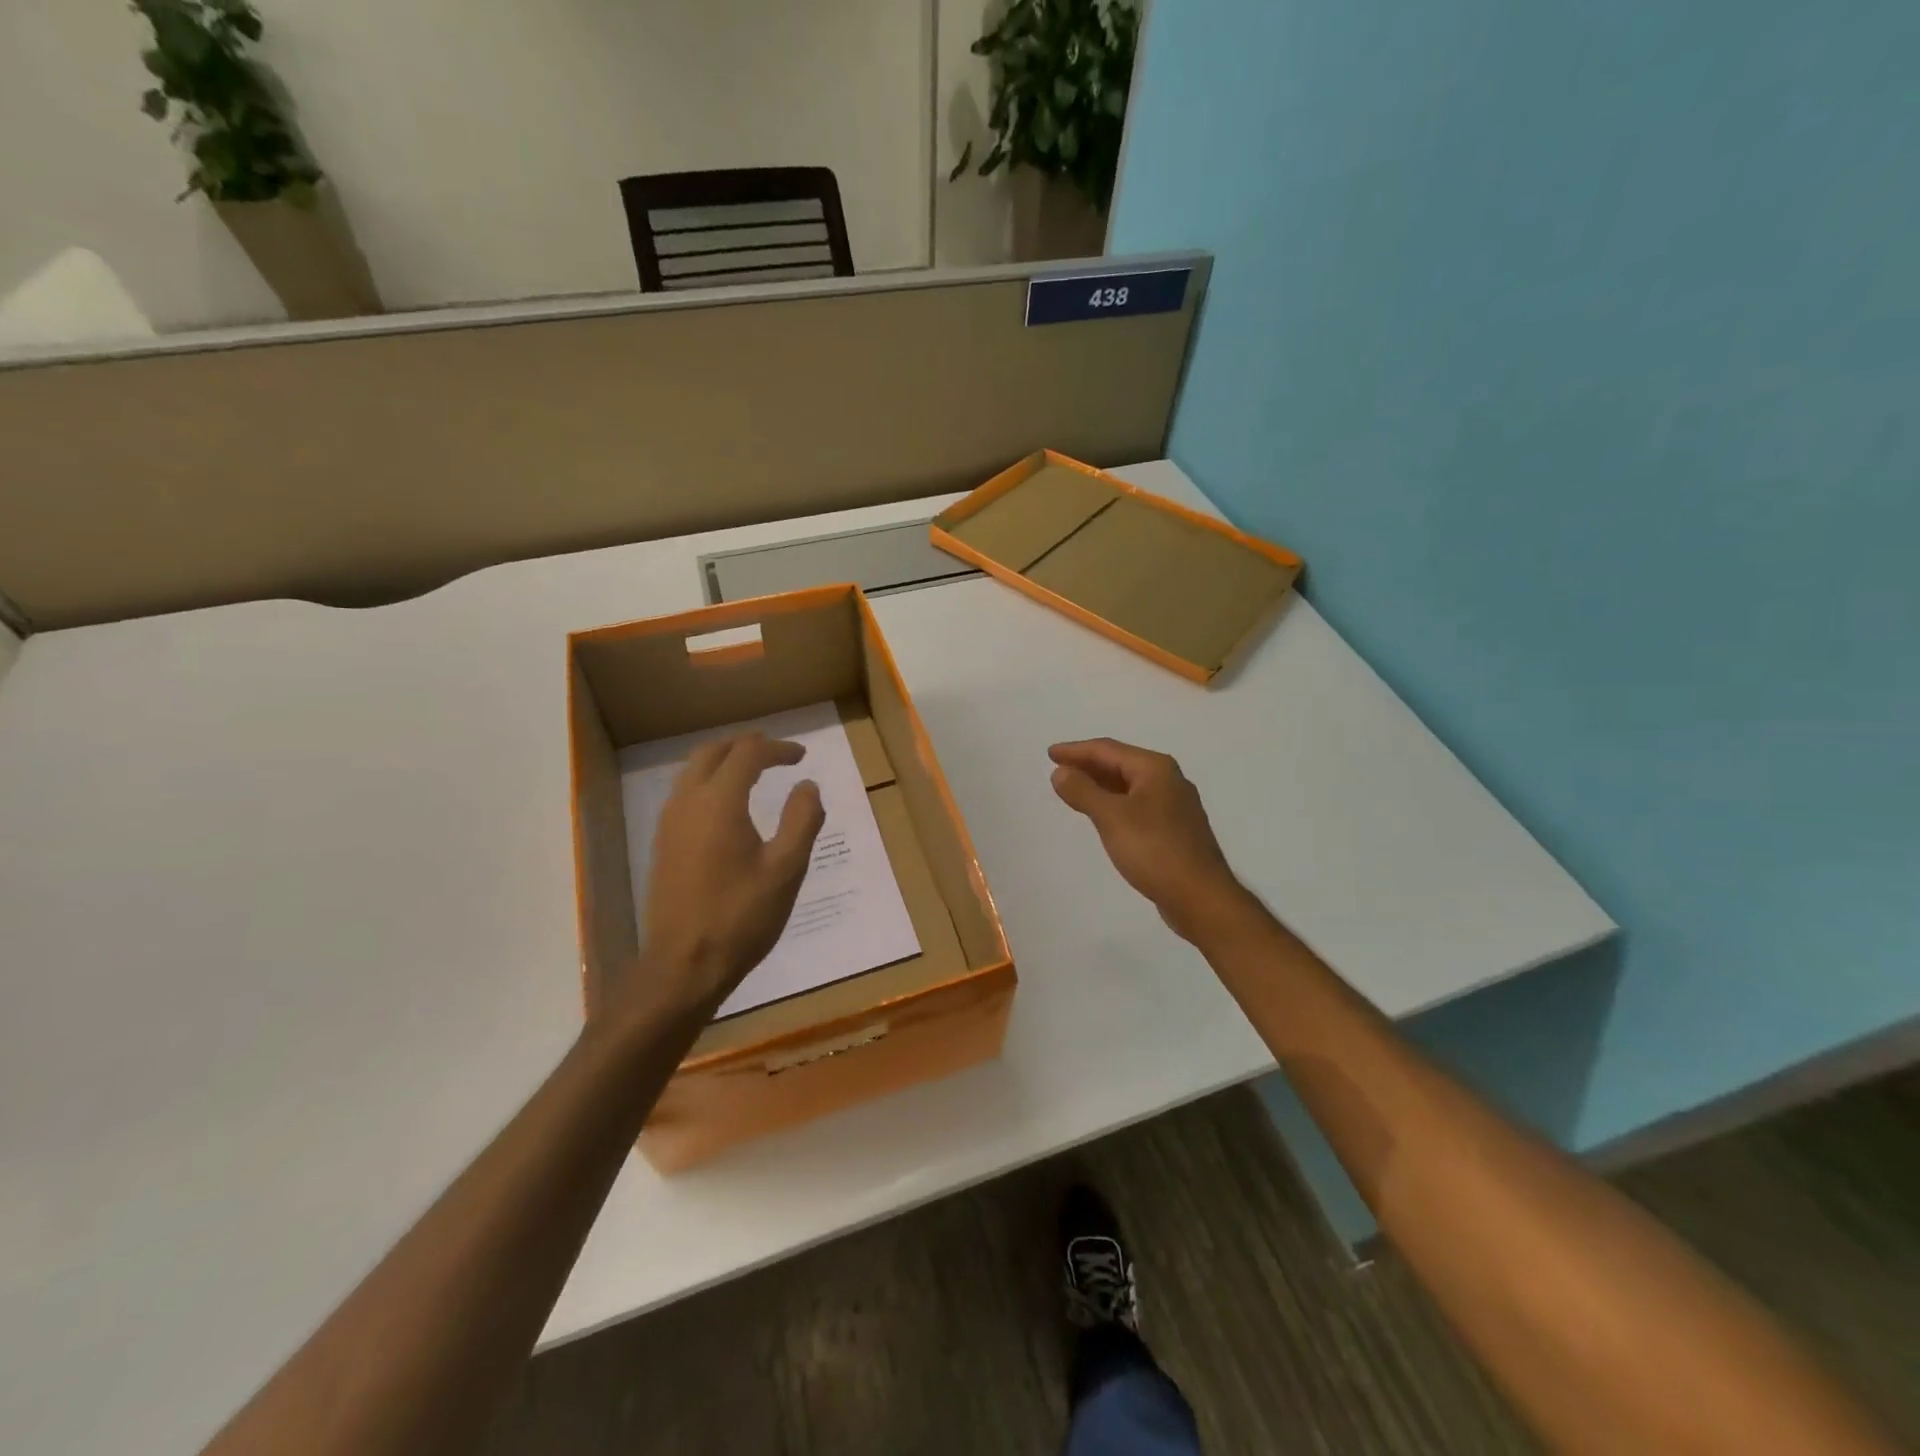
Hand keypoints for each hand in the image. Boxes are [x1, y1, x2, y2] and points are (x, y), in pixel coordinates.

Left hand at [631, 732, 824, 1017]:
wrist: (684, 965)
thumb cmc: (742, 916)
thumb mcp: (786, 868)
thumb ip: (802, 819)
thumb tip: (808, 786)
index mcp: (719, 802)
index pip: (747, 753)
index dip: (777, 748)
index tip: (801, 756)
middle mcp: (687, 802)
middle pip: (712, 752)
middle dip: (745, 745)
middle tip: (775, 752)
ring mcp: (669, 824)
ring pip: (693, 771)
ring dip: (724, 762)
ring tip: (753, 772)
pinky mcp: (663, 845)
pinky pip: (685, 794)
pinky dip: (709, 783)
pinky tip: (728, 807)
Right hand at [1048, 738, 1248, 943]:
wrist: (1200, 897)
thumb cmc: (1155, 851)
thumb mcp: (1112, 817)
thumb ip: (1083, 791)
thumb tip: (1061, 772)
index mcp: (1155, 769)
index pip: (1108, 750)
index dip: (1076, 750)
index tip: (1050, 754)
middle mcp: (1168, 780)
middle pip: (1120, 764)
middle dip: (1088, 765)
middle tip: (1058, 769)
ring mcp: (1173, 805)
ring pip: (1128, 785)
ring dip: (1100, 784)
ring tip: (1073, 788)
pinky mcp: (1173, 829)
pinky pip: (1135, 805)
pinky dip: (1113, 803)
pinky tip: (1101, 814)